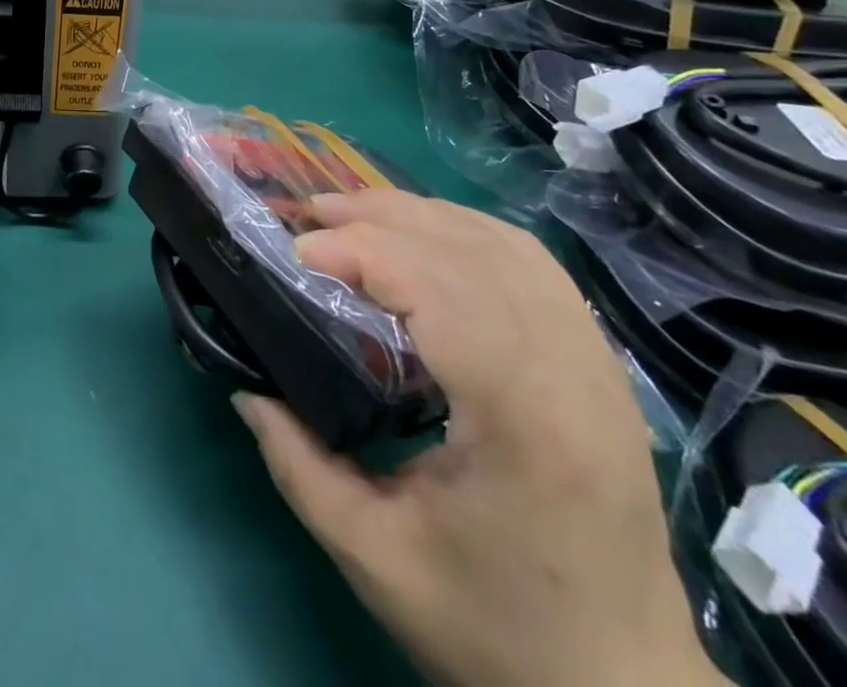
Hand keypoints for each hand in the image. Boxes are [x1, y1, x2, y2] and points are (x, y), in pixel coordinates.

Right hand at [234, 191, 721, 686]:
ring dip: (424, 214)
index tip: (298, 253)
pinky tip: (427, 234)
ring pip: (506, 244)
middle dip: (382, 218)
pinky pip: (534, 264)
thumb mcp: (375, 559)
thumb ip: (297, 465)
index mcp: (525, 420)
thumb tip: (246, 389)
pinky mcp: (601, 364)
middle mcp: (573, 372)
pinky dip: (469, 231)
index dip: (364, 252)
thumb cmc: (498, 633)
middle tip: (312, 213)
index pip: (442, 290)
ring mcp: (598, 362)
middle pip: (471, 251)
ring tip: (357, 212)